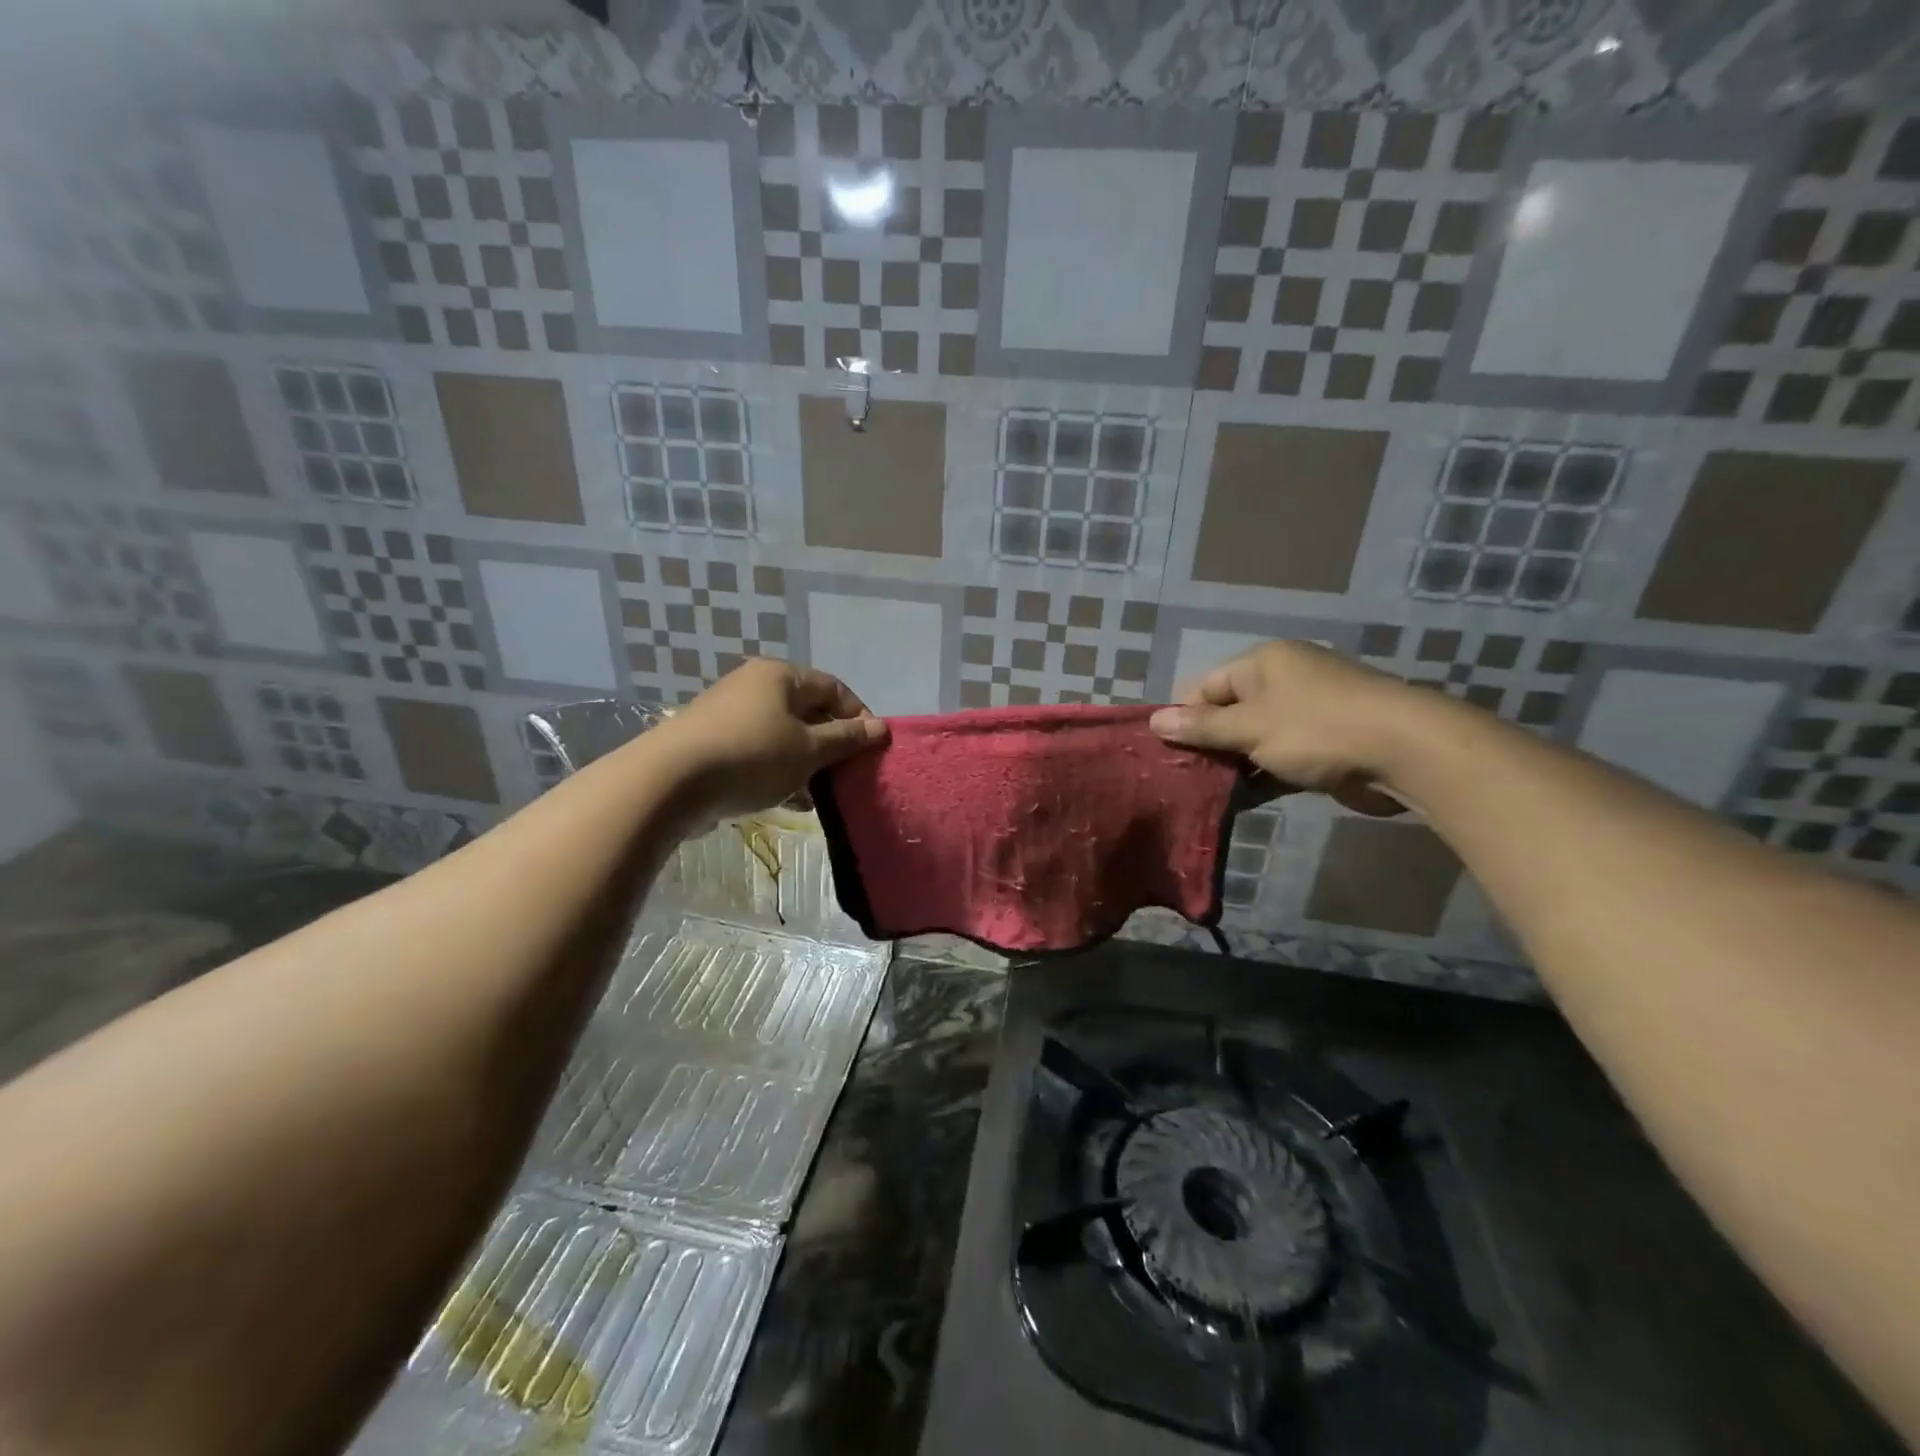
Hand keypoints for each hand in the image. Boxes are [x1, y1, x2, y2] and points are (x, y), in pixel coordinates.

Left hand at [657, 659, 887, 816]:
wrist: (669, 781)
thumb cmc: (752, 756)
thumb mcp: (809, 749)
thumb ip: (847, 738)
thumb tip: (881, 728)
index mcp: (780, 676)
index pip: (834, 688)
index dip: (859, 716)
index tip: (872, 749)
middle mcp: (754, 685)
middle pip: (807, 711)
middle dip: (832, 743)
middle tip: (848, 774)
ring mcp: (729, 714)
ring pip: (783, 735)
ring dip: (807, 763)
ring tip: (821, 794)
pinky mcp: (712, 742)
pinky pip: (759, 752)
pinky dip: (779, 771)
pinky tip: (790, 801)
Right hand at [1149, 641, 1421, 815]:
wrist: (1404, 752)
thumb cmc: (1315, 728)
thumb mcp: (1249, 726)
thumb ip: (1202, 727)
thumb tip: (1155, 721)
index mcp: (1263, 663)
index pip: (1206, 686)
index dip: (1184, 717)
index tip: (1167, 751)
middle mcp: (1284, 682)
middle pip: (1230, 713)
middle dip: (1207, 744)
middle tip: (1181, 777)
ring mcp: (1307, 714)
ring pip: (1254, 739)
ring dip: (1233, 765)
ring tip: (1203, 794)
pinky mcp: (1323, 746)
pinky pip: (1279, 759)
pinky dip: (1260, 777)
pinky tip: (1238, 802)